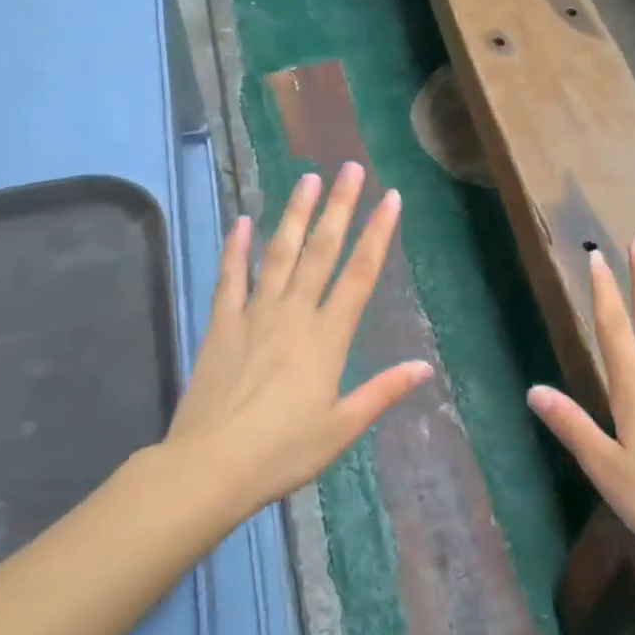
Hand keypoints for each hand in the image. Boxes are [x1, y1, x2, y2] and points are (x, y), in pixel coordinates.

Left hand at [166, 164, 431, 515]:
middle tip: (349, 168)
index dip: (378, 233)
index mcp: (328, 337)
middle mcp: (294, 313)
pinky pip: (230, 277)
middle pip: (322, 250)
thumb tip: (424, 366)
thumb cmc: (283, 451)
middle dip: (339, 207)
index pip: (360, 274)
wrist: (210, 466)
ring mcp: (255, 314)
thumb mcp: (342, 428)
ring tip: (307, 179)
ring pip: (280, 253)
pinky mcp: (222, 324)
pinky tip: (242, 220)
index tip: (390, 198)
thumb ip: (382, 392)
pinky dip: (236, 248)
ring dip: (295, 214)